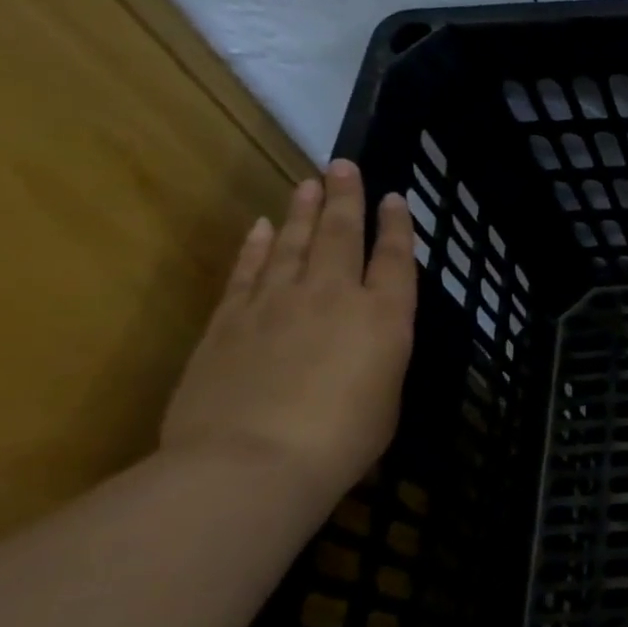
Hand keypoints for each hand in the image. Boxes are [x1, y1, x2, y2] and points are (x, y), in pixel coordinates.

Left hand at [161, 161, 417, 505]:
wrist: (251, 461)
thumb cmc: (342, 440)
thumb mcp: (386, 399)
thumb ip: (378, 359)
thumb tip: (363, 345)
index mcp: (384, 318)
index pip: (396, 260)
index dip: (397, 227)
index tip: (395, 198)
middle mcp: (335, 296)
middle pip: (342, 235)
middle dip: (347, 198)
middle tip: (345, 165)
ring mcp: (277, 302)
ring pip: (295, 243)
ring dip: (304, 211)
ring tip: (310, 182)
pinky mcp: (230, 319)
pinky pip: (249, 270)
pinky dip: (257, 245)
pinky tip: (263, 226)